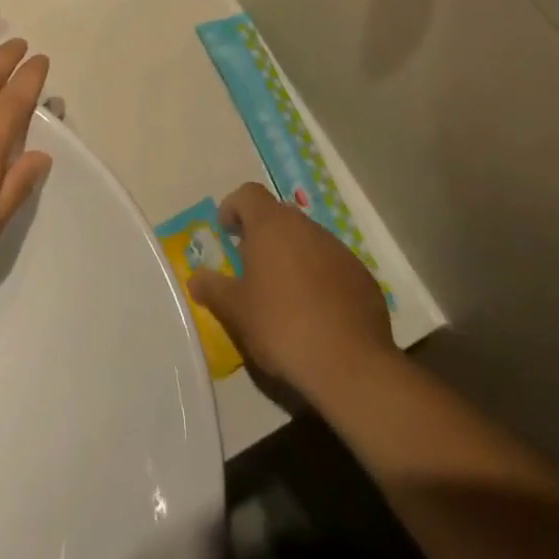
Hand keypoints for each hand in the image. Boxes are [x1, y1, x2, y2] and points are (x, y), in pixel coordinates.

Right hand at [190, 182, 396, 404]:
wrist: (350, 364)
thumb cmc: (281, 325)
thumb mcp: (235, 311)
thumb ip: (212, 288)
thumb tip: (196, 278)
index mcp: (272, 226)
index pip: (248, 194)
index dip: (233, 207)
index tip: (227, 233)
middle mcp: (307, 228)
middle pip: (279, 217)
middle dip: (262, 235)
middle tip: (250, 267)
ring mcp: (340, 251)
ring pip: (307, 241)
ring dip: (292, 257)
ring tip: (283, 295)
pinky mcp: (363, 278)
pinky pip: (332, 266)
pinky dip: (319, 279)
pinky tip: (315, 314)